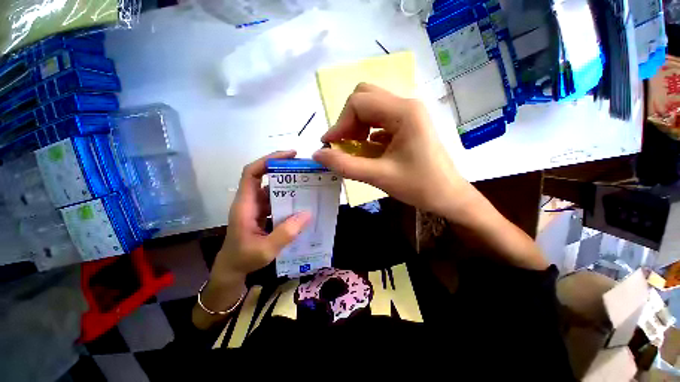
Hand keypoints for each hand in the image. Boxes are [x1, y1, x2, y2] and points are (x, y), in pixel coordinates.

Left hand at [212, 150, 310, 284]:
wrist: (233, 269)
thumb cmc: (244, 258)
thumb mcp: (266, 249)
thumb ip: (285, 233)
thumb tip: (307, 214)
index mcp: (245, 205)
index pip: (251, 173)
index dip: (268, 160)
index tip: (289, 156)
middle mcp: (250, 201)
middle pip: (263, 176)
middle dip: (283, 169)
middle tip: (304, 168)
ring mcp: (256, 207)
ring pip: (272, 188)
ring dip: (288, 184)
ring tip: (307, 183)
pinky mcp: (262, 213)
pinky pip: (276, 200)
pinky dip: (288, 198)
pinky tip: (302, 202)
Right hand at [312, 83, 473, 217]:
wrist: (449, 196)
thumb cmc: (419, 187)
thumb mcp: (379, 176)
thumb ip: (345, 165)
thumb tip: (317, 154)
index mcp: (404, 112)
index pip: (359, 103)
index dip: (339, 124)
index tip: (330, 146)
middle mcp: (407, 105)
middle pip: (365, 98)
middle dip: (348, 121)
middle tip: (343, 144)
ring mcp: (409, 114)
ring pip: (372, 108)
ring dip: (357, 126)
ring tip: (354, 148)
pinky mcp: (408, 124)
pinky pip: (380, 120)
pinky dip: (367, 132)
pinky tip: (367, 149)